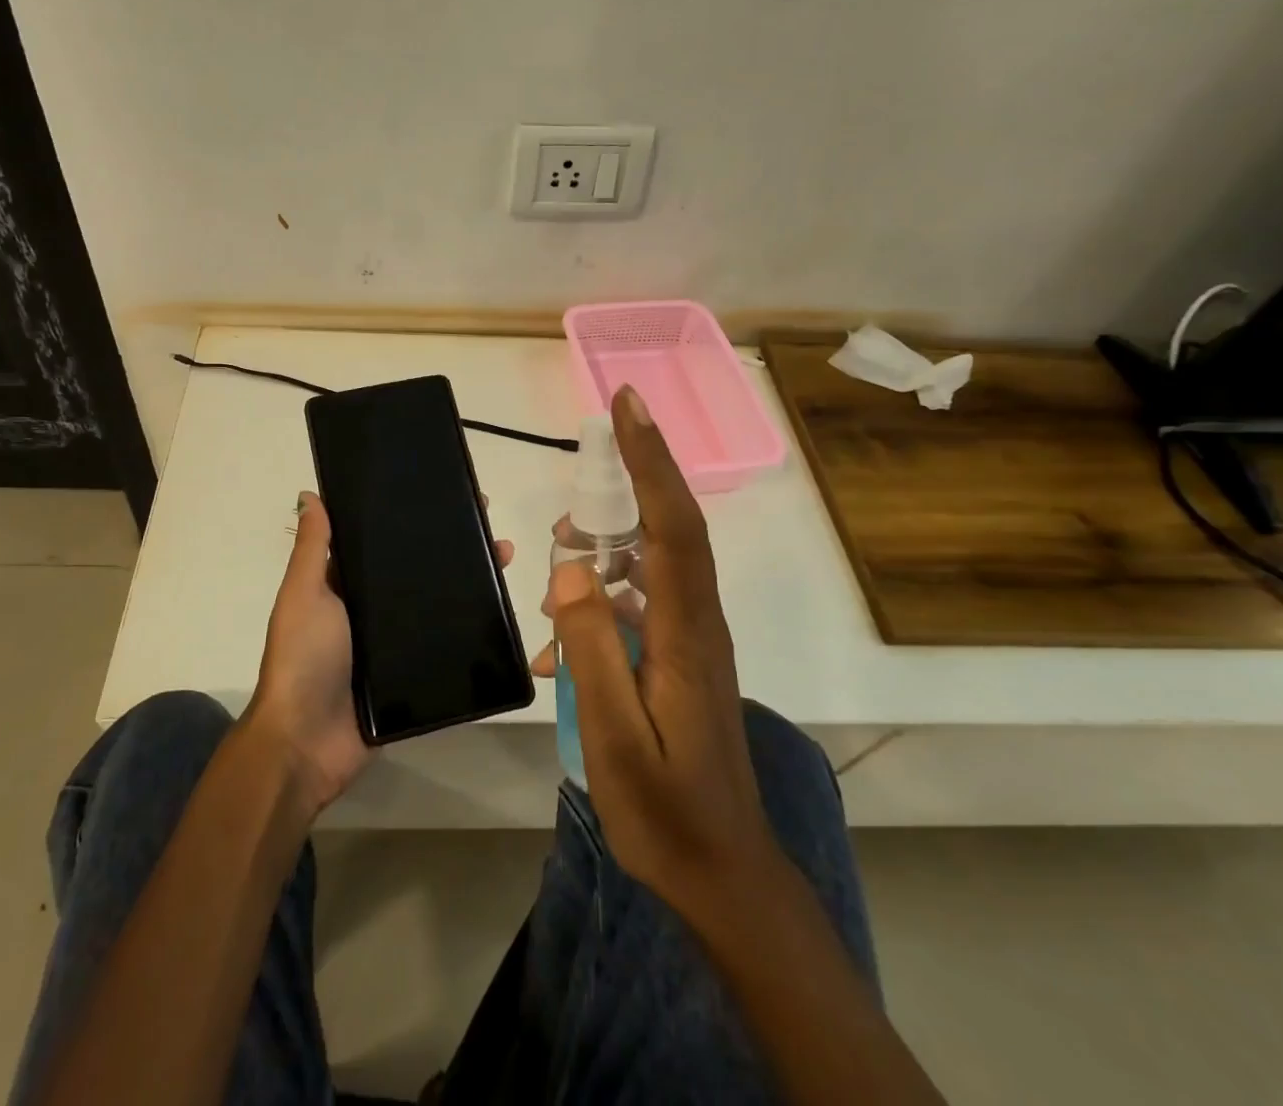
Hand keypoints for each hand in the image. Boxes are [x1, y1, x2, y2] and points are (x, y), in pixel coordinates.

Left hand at [246, 490, 514, 817]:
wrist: (307, 742)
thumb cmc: (303, 657)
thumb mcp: (304, 594)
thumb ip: (313, 549)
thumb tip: (310, 495)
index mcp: (342, 585)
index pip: (380, 542)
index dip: (408, 519)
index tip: (443, 495)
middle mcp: (369, 609)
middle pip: (415, 570)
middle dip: (450, 547)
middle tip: (489, 525)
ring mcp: (392, 644)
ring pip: (435, 604)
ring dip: (468, 581)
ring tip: (504, 557)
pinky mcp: (410, 675)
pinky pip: (442, 645)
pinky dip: (468, 628)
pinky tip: (500, 608)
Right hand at [539, 386, 775, 927]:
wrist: (724, 877)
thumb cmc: (667, 813)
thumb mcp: (616, 737)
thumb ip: (594, 649)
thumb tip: (571, 571)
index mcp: (686, 633)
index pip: (674, 524)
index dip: (652, 459)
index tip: (629, 406)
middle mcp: (698, 623)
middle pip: (669, 530)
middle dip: (629, 485)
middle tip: (575, 494)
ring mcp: (693, 641)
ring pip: (651, 565)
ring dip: (605, 552)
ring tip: (557, 573)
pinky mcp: (682, 659)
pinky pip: (640, 607)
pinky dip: (601, 605)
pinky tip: (561, 647)